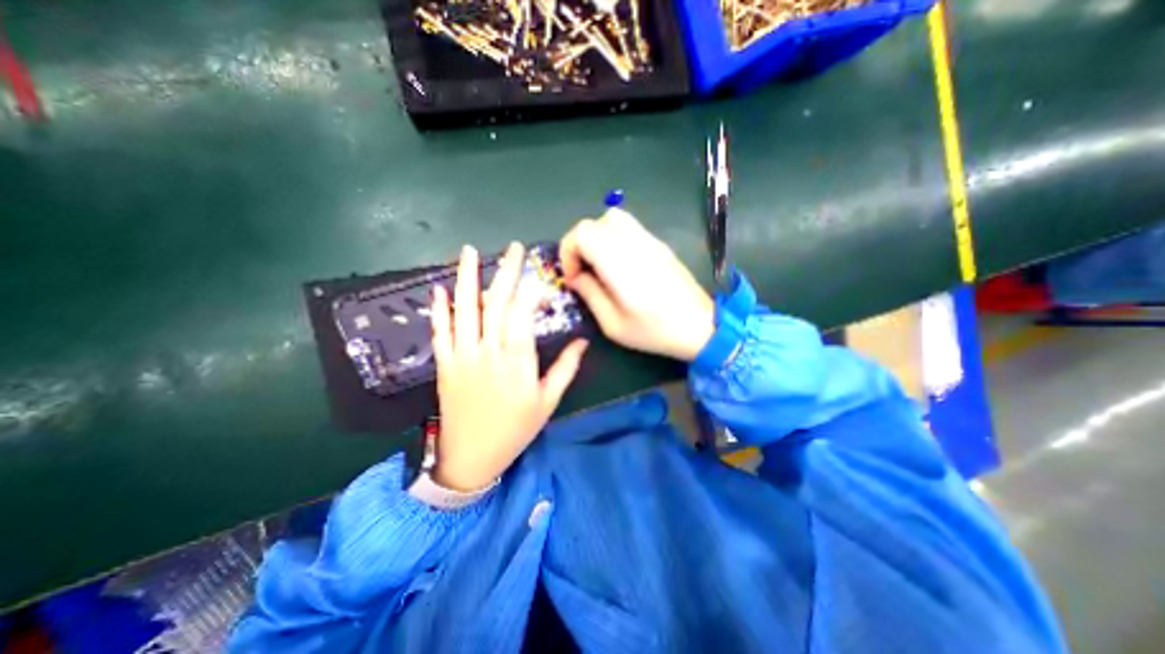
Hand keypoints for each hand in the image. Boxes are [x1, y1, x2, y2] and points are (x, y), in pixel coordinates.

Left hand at [428, 243, 591, 492]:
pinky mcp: (444, 363)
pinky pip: (440, 330)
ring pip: (464, 309)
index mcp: (517, 360)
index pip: (522, 313)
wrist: (471, 457)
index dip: (530, 290)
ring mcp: (462, 355)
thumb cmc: (515, 429)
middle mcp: (488, 350)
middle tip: (512, 248)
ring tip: (468, 252)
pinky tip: (438, 288)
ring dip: (466, 278)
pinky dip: (439, 308)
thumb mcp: (547, 402)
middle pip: (496, 303)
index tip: (537, 275)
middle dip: (504, 272)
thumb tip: (582, 341)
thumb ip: (565, 368)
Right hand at [560, 210, 713, 362]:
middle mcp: (632, 242)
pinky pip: (628, 227)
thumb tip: (575, 277)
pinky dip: (613, 239)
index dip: (568, 252)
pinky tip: (619, 265)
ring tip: (599, 266)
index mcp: (618, 261)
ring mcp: (648, 239)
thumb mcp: (613, 324)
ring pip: (611, 220)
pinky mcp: (658, 244)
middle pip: (593, 223)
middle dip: (579, 246)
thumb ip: (589, 294)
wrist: (701, 326)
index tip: (573, 277)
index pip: (581, 232)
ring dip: (596, 239)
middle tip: (583, 273)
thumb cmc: (655, 330)